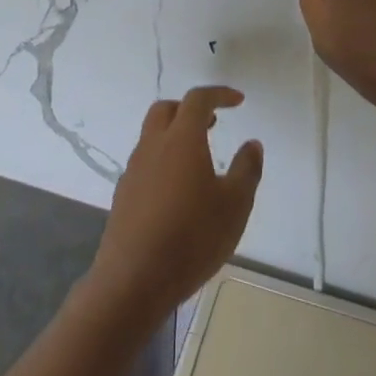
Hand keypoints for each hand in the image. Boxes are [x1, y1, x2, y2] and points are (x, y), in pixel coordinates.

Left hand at [86, 87, 262, 323]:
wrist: (133, 280)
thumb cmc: (192, 237)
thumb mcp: (234, 205)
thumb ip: (246, 169)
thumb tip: (252, 144)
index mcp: (181, 139)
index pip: (198, 100)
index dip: (219, 94)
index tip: (238, 101)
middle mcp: (153, 146)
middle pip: (167, 109)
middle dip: (190, 109)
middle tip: (213, 123)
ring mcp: (134, 170)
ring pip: (153, 136)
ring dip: (175, 135)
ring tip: (199, 159)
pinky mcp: (124, 195)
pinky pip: (146, 162)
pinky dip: (164, 161)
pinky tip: (178, 191)